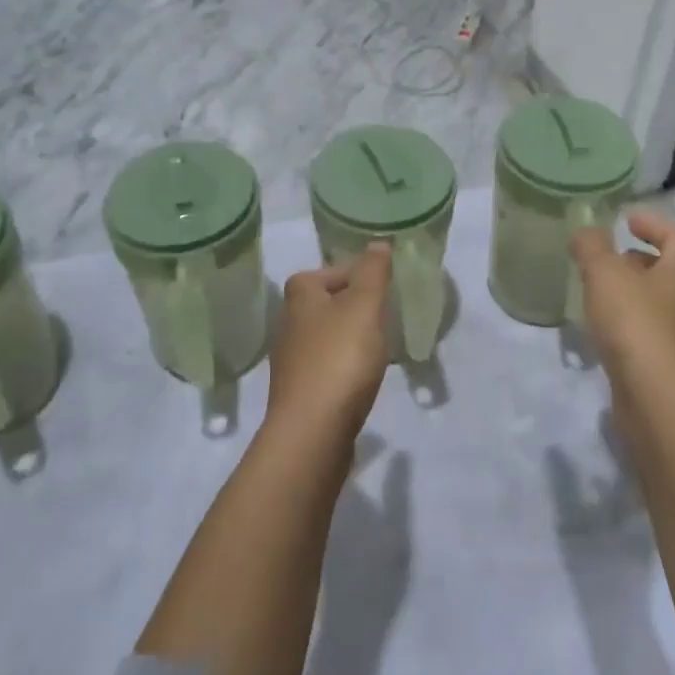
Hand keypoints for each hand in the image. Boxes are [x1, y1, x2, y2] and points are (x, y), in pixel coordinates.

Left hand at [266, 244, 393, 443]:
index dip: (359, 274)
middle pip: (328, 303)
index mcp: (300, 295)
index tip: (384, 288)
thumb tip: (377, 243)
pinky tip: (363, 379)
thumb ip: (373, 273)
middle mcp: (288, 322)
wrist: (312, 431)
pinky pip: (328, 367)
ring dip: (351, 338)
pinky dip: (346, 367)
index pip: (331, 271)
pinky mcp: (300, 391)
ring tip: (380, 347)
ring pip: (327, 336)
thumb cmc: (339, 359)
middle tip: (386, 316)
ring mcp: (292, 360)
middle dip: (356, 306)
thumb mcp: (364, 307)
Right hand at [571, 211, 674, 398]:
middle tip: (607, 259)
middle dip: (639, 260)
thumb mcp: (604, 275)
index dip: (653, 223)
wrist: (660, 400)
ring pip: (660, 304)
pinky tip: (605, 332)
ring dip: (633, 294)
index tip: (626, 220)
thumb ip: (592, 247)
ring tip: (599, 294)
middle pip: (670, 270)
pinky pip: (652, 333)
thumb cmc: (636, 325)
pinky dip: (631, 324)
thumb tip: (585, 231)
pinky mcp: (674, 367)